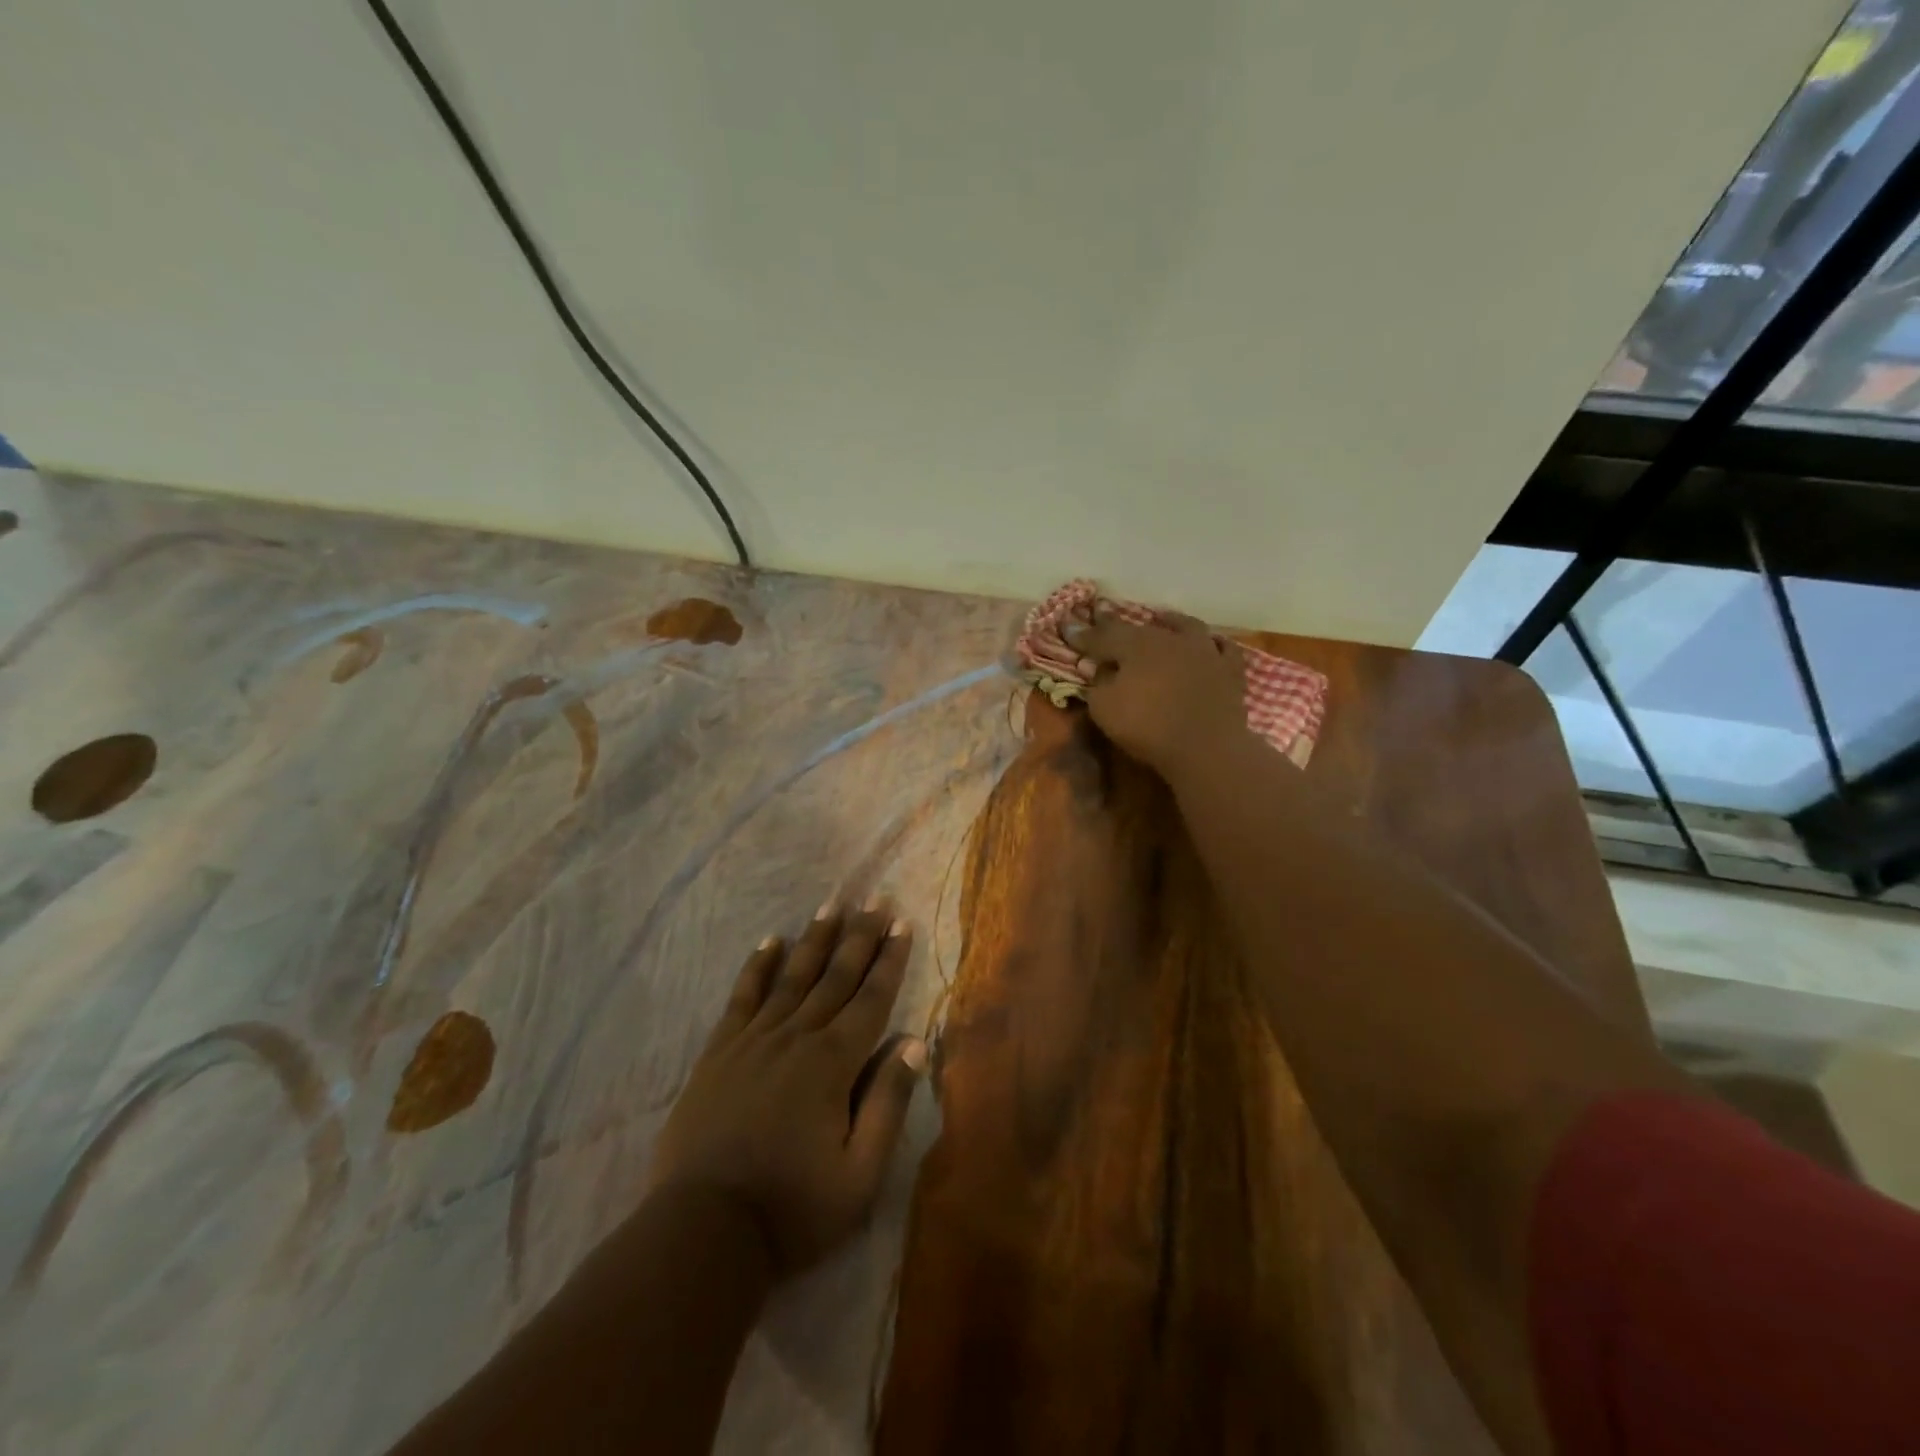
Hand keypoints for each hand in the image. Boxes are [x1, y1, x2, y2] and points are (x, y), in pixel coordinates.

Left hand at [647, 903, 927, 1277]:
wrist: (702, 1230)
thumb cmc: (792, 1209)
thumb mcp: (859, 1174)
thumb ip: (888, 1104)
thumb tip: (913, 1043)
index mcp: (833, 1064)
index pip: (871, 999)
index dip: (889, 960)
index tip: (902, 924)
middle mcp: (796, 1038)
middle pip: (835, 977)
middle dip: (859, 936)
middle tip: (875, 899)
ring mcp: (753, 1041)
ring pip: (792, 977)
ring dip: (815, 939)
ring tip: (832, 905)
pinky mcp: (719, 1053)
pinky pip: (742, 997)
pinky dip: (757, 967)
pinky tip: (769, 942)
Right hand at [1065, 607, 1249, 775]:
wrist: (1206, 746)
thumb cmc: (1147, 726)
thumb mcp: (1104, 708)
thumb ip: (1097, 683)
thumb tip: (1097, 668)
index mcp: (1135, 645)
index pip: (1101, 636)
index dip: (1082, 634)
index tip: (1067, 627)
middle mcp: (1169, 638)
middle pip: (1140, 628)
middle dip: (1119, 625)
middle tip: (1105, 620)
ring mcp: (1203, 651)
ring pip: (1185, 627)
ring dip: (1170, 622)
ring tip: (1161, 618)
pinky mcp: (1229, 670)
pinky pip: (1222, 648)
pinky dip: (1212, 644)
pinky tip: (1209, 643)